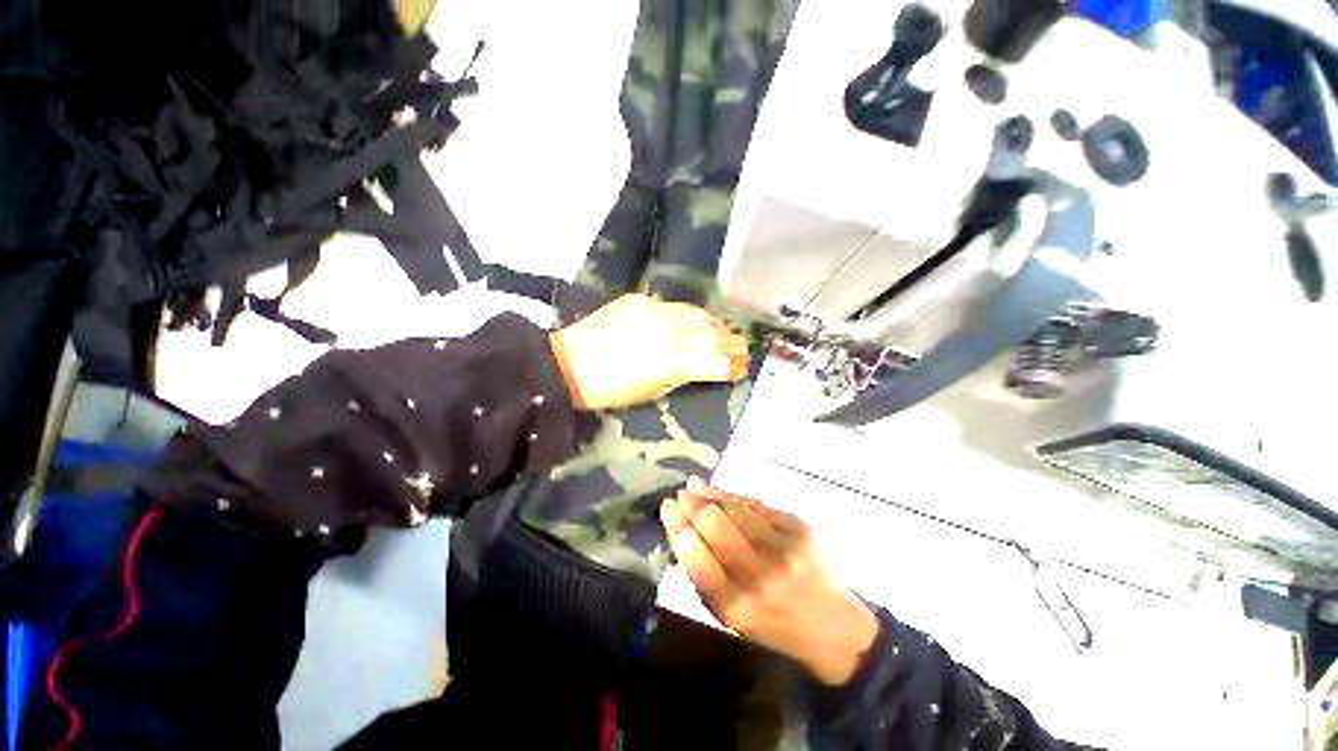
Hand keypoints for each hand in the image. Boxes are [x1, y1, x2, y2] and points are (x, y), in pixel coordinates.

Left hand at [548, 294, 748, 410]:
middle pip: (712, 334)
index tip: (742, 368)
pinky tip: (699, 320)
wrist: (569, 363)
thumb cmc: (610, 389)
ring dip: (716, 325)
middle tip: (742, 349)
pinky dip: (693, 315)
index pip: (715, 360)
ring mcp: (656, 311)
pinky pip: (677, 306)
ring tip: (726, 333)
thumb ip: (681, 376)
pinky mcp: (642, 300)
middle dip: (732, 343)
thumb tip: (701, 366)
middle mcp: (670, 332)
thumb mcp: (652, 392)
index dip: (732, 365)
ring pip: (698, 314)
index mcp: (672, 362)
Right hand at [660, 478, 879, 685]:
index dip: (677, 526)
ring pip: (735, 508)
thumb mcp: (729, 616)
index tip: (667, 508)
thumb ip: (703, 577)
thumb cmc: (772, 625)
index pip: (695, 554)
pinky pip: (757, 504)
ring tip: (694, 485)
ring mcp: (782, 547)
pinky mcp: (800, 528)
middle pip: (714, 523)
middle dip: (691, 504)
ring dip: (710, 493)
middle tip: (679, 494)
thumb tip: (681, 532)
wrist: (831, 628)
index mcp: (734, 604)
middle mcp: (758, 574)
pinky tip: (721, 491)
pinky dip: (735, 496)